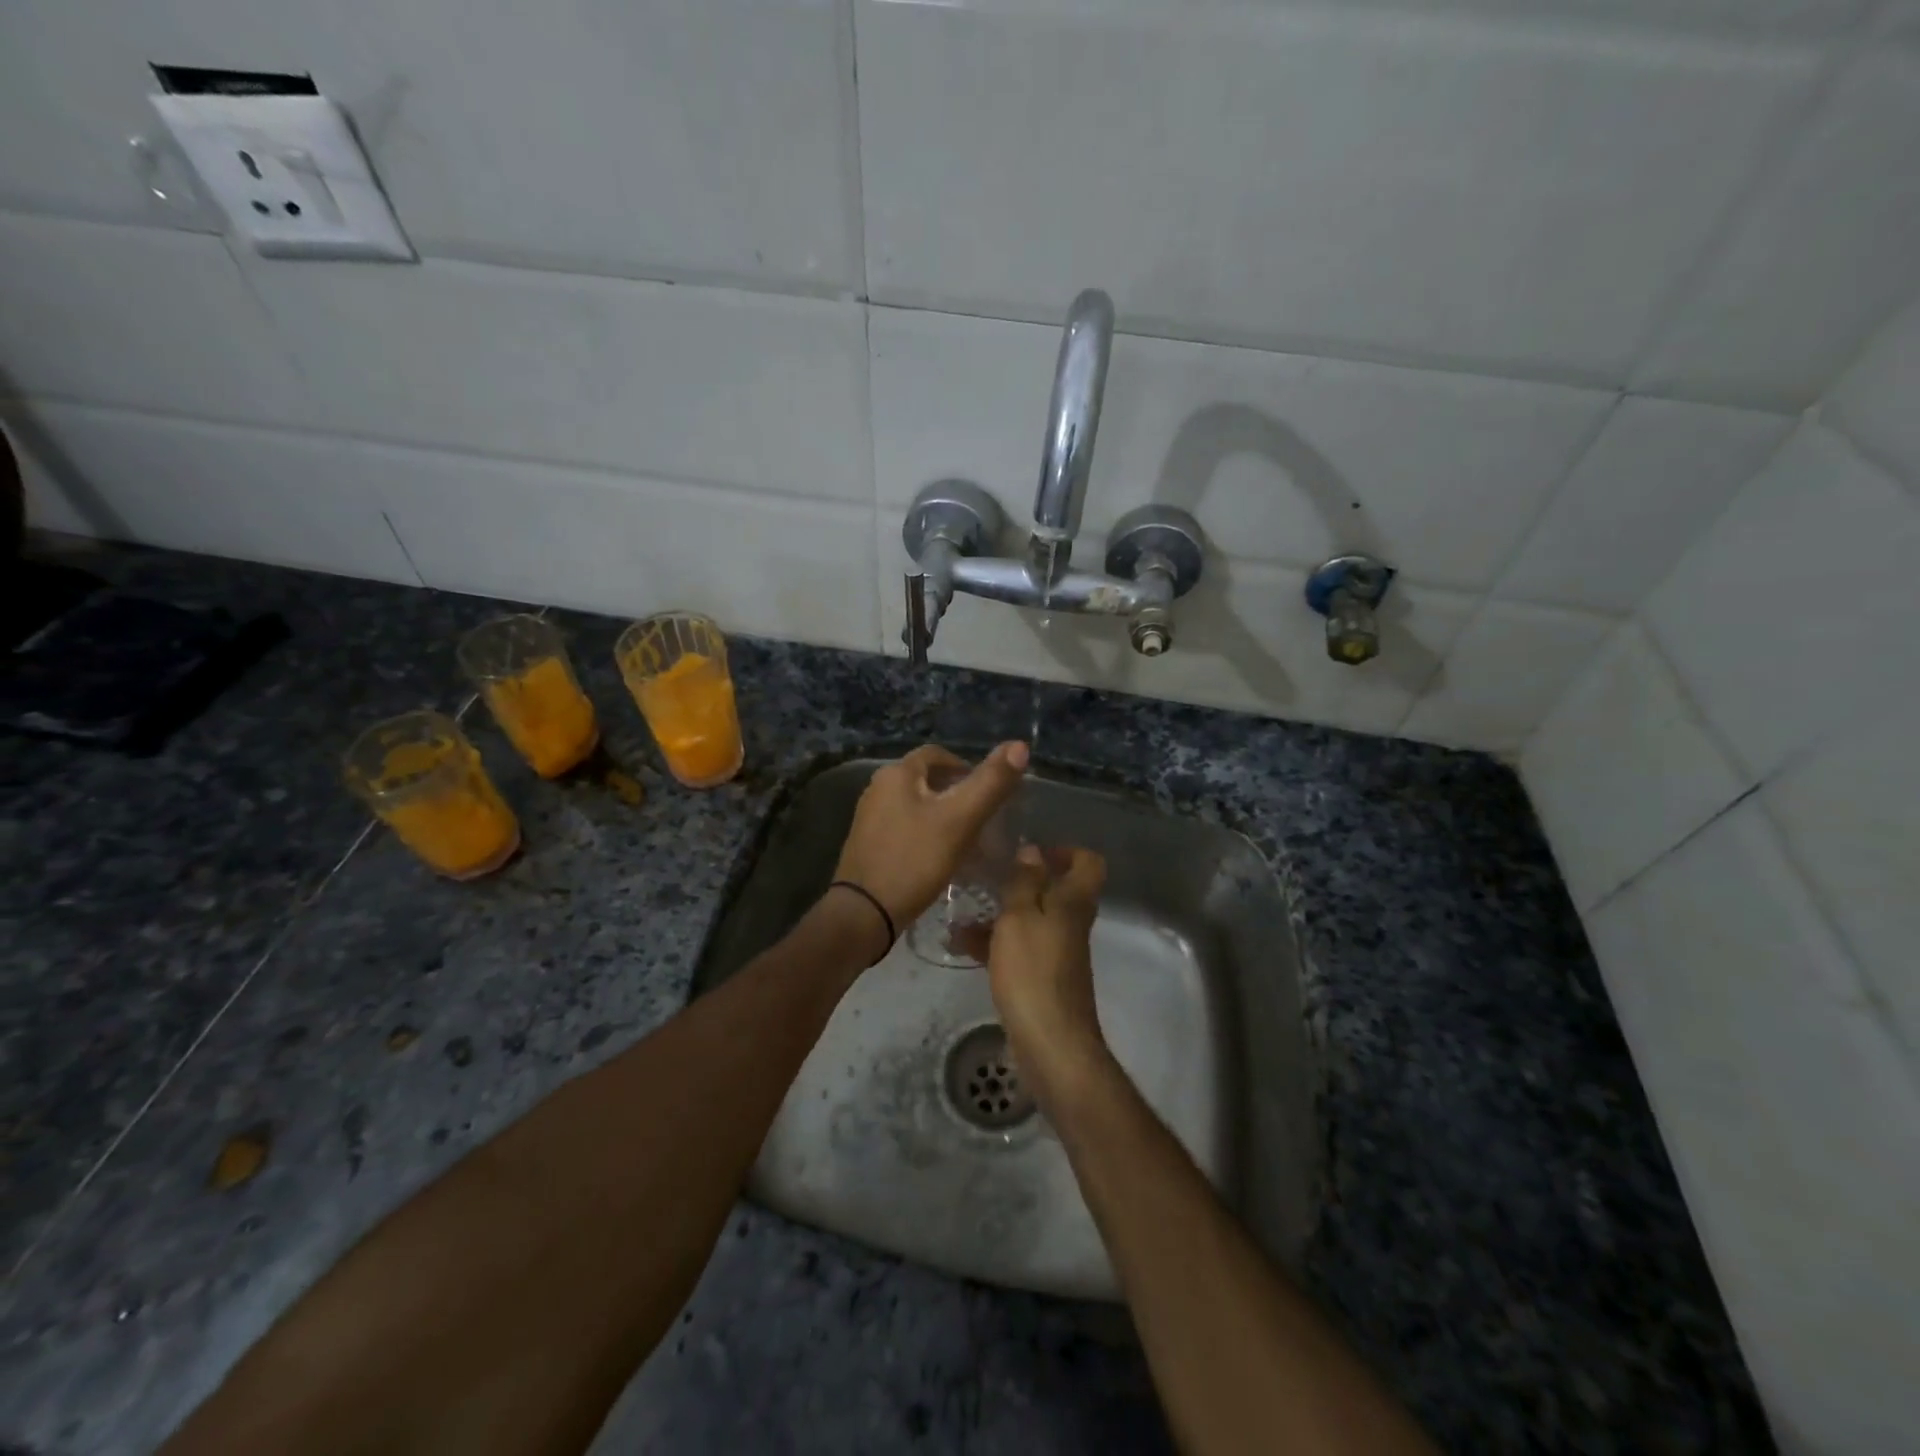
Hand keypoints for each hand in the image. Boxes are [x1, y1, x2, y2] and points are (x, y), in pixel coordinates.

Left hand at [833, 742, 1029, 937]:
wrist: (863, 913)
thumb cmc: (914, 860)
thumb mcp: (960, 820)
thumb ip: (991, 783)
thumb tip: (1020, 746)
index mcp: (896, 774)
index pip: (937, 754)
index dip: (965, 766)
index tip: (989, 790)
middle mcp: (878, 788)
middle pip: (926, 780)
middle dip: (956, 793)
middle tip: (983, 817)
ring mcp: (869, 818)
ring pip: (916, 806)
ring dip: (943, 816)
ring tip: (968, 840)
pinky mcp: (868, 845)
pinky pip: (905, 829)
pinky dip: (927, 835)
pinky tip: (942, 858)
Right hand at [987, 844, 1109, 1110]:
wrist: (1051, 1043)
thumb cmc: (1033, 972)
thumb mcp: (1020, 918)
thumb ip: (1024, 882)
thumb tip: (1033, 850)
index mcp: (1073, 902)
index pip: (1088, 863)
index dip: (1065, 851)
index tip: (1031, 852)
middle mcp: (1070, 923)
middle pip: (1054, 891)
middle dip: (1019, 883)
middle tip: (986, 879)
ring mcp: (1058, 953)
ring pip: (1031, 921)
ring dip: (999, 916)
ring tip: (958, 918)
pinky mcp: (1042, 979)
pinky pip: (1019, 949)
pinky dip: (995, 945)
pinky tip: (961, 947)